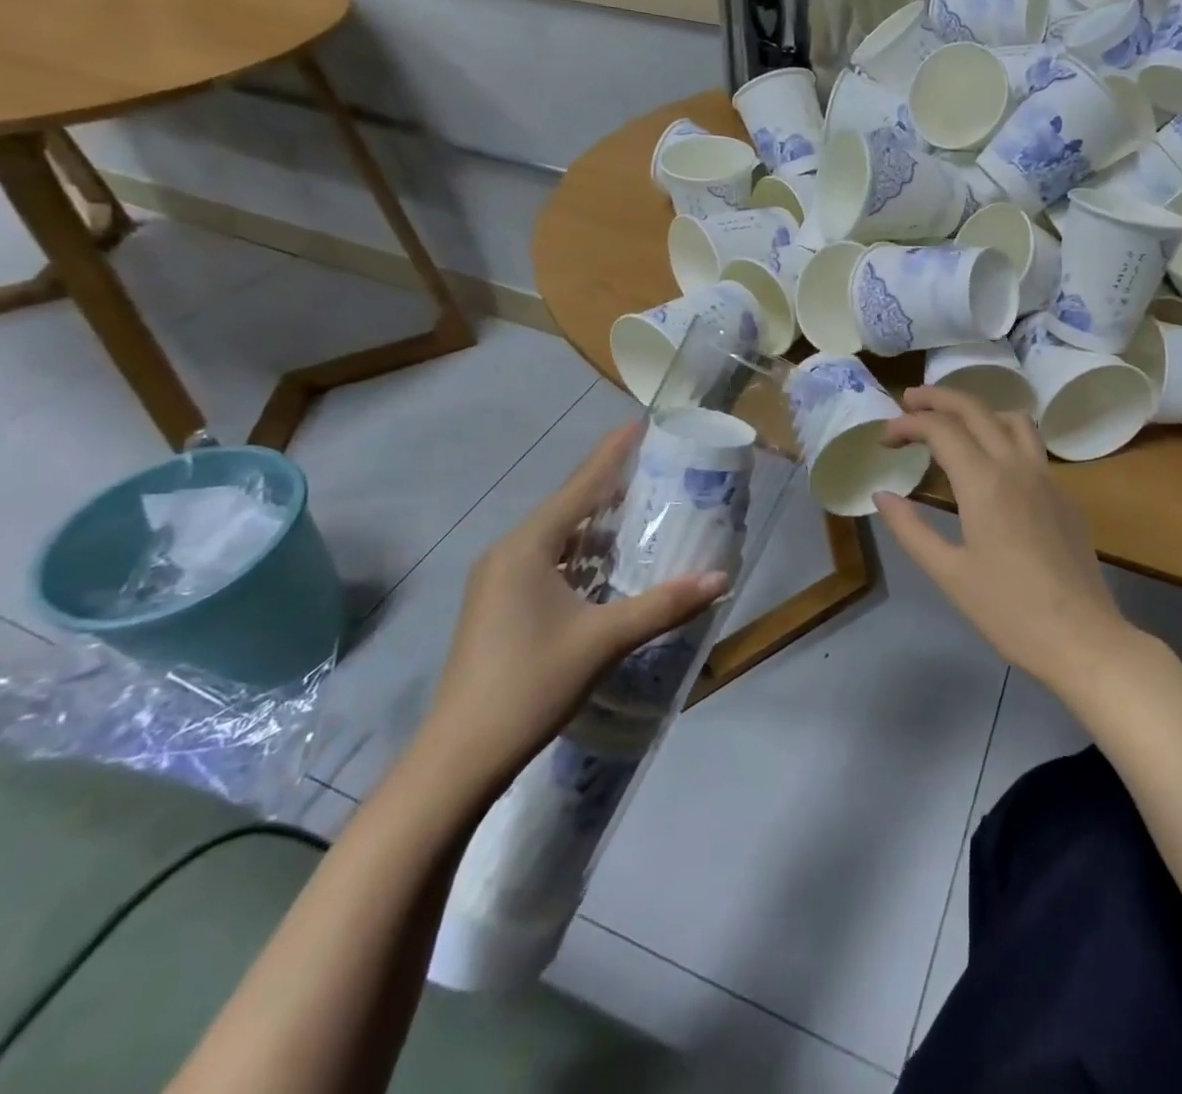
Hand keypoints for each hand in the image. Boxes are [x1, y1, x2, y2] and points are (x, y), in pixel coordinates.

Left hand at [416, 425, 726, 788]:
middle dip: (611, 488)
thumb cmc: (531, 683)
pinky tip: (609, 568)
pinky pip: (549, 564)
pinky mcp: (500, 608)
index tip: (641, 424)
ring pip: (559, 539)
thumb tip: (722, 578)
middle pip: (569, 507)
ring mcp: (499, 582)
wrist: (459, 756)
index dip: (612, 453)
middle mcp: (509, 553)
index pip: (581, 486)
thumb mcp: (604, 640)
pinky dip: (583, 557)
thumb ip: (664, 604)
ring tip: (643, 514)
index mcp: (528, 546)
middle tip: (657, 470)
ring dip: (598, 527)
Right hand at [874, 387, 1129, 691]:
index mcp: (985, 483)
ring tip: (952, 423)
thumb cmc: (1008, 611)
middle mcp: (1017, 467)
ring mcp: (1047, 478)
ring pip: (1013, 419)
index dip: (907, 424)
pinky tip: (991, 464)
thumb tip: (882, 495)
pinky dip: (1002, 435)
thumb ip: (910, 529)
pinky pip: (1032, 446)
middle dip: (938, 397)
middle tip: (908, 402)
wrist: (1082, 638)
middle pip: (976, 409)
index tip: (884, 438)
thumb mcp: (948, 573)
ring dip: (978, 409)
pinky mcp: (1064, 496)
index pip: (941, 429)